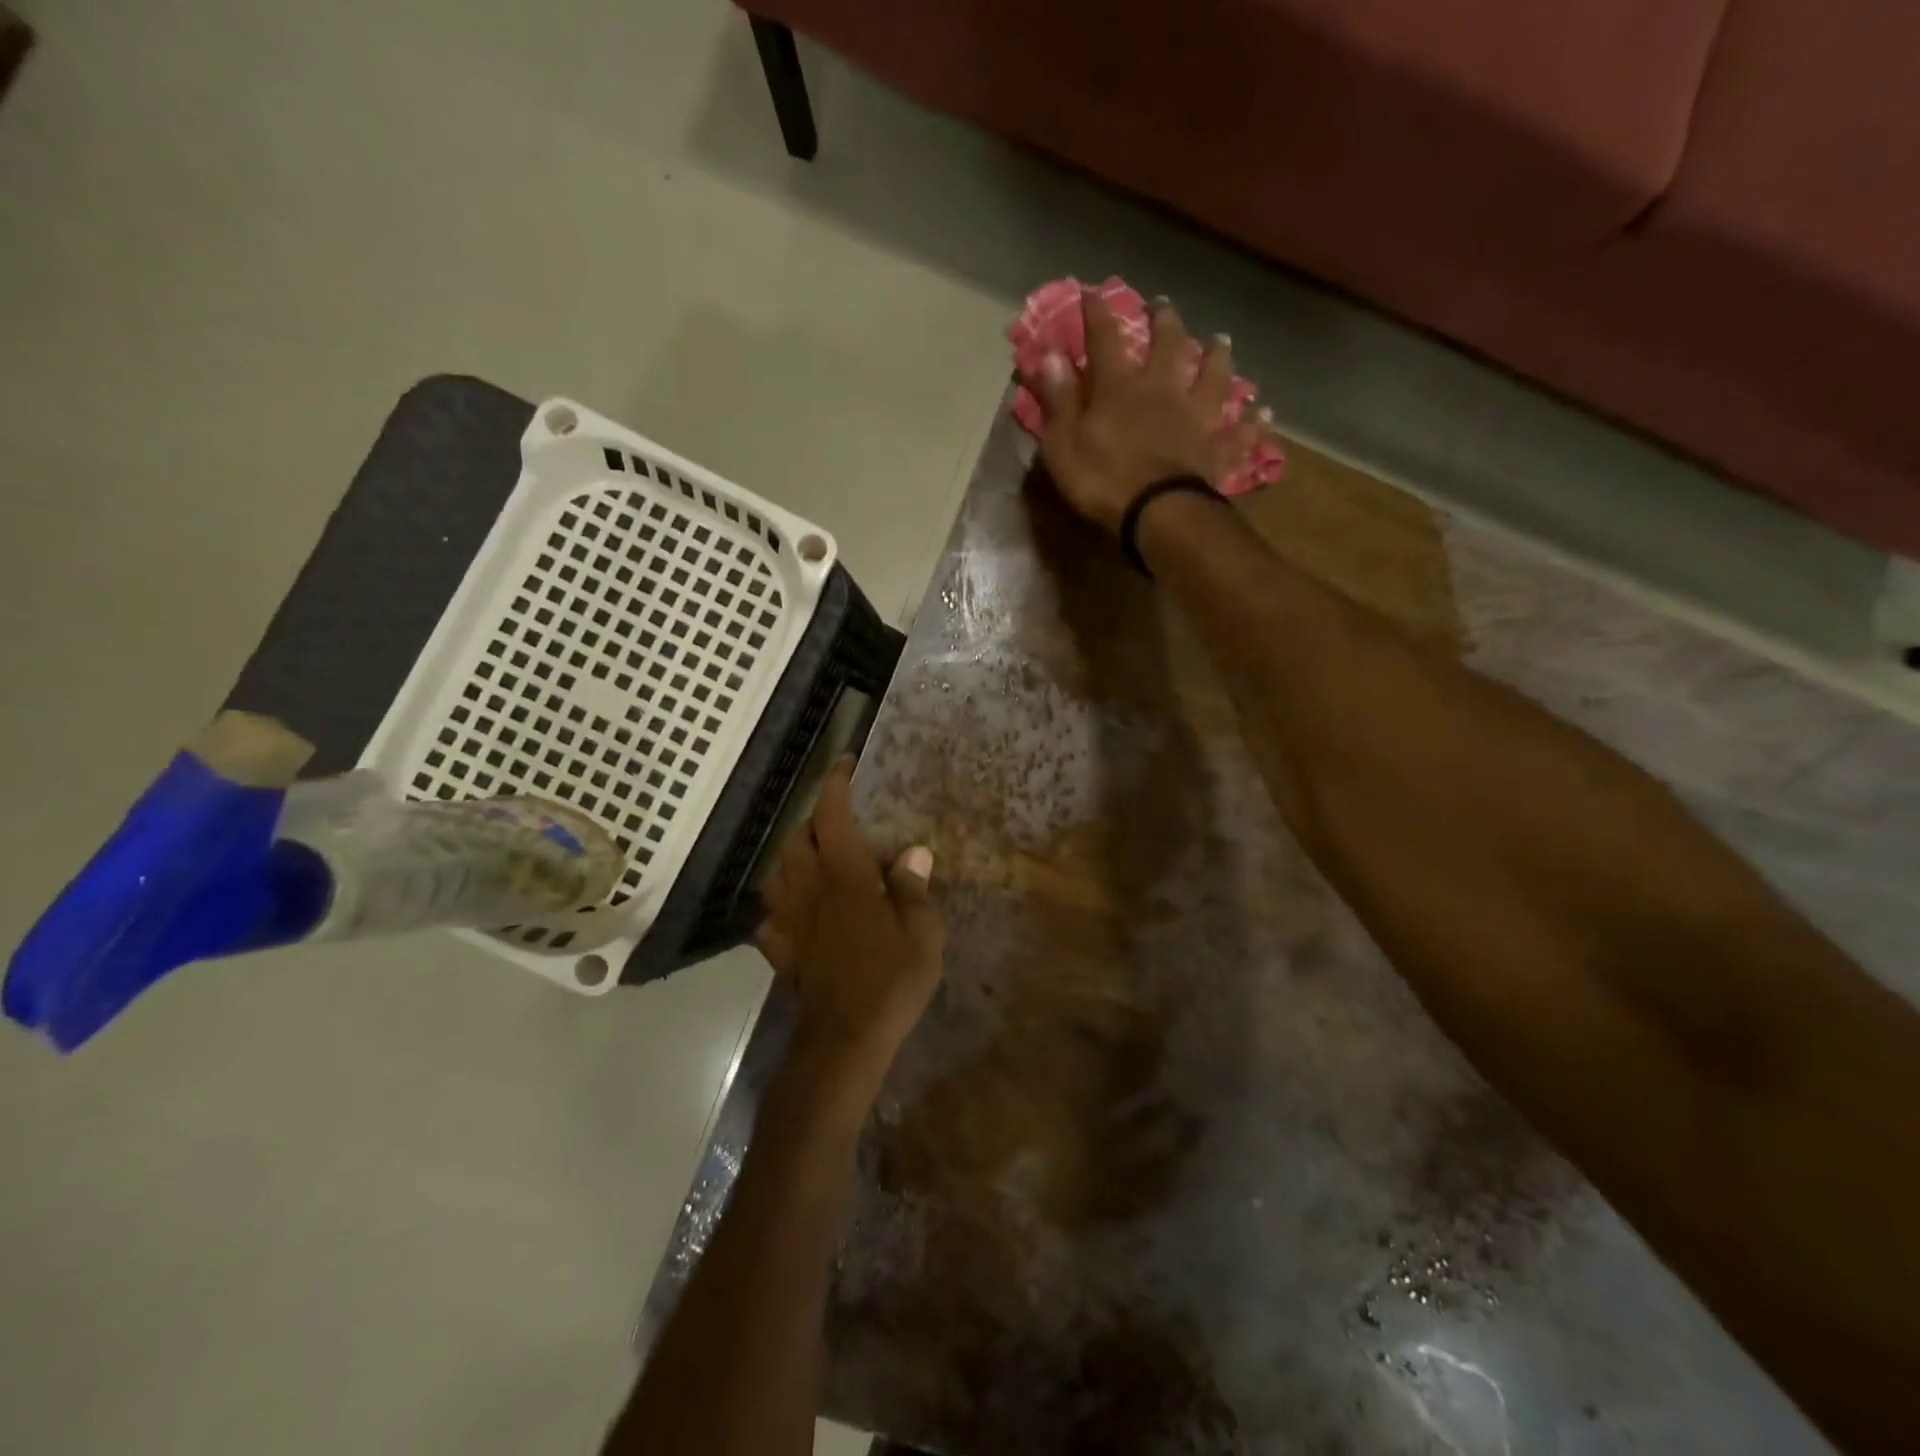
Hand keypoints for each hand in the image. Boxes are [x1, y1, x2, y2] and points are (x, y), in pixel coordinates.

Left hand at [756, 760, 944, 1098]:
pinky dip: (781, 904)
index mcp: (845, 877)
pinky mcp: (781, 951)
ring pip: (777, 872)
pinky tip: (796, 911)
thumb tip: (913, 852)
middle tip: (839, 820)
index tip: (846, 765)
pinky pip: (771, 916)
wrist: (844, 1041)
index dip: (836, 785)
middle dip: (813, 819)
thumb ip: (914, 889)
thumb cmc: (890, 983)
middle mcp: (810, 889)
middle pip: (796, 839)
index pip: (832, 816)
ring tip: (815, 857)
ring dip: (792, 855)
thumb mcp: (922, 935)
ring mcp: (790, 921)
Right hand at [1031, 292, 1269, 533]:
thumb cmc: (1103, 480)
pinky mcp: (1217, 448)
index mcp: (1120, 388)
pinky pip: (1240, 431)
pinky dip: (1252, 421)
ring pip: (1214, 376)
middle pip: (1168, 345)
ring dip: (1217, 356)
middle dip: (1164, 321)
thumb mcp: (1064, 444)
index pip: (1105, 340)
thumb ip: (1058, 400)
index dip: (1097, 314)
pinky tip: (1263, 412)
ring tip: (1220, 341)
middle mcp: (1163, 390)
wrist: (1159, 513)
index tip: (1092, 291)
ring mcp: (1197, 416)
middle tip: (1164, 304)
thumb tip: (1048, 355)